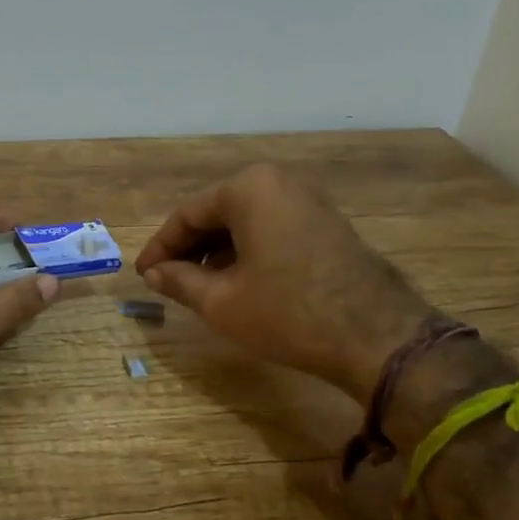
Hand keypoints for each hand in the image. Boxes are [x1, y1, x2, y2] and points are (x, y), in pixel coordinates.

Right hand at [134, 164, 428, 399]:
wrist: (375, 336)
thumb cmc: (286, 312)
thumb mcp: (220, 301)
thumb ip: (179, 280)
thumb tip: (153, 274)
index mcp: (249, 188)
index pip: (187, 214)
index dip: (160, 247)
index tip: (143, 275)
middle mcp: (280, 183)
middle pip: (217, 213)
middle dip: (189, 249)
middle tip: (167, 281)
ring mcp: (309, 202)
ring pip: (245, 223)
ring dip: (217, 252)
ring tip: (197, 287)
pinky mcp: (326, 225)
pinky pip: (272, 230)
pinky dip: (247, 252)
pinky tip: (236, 283)